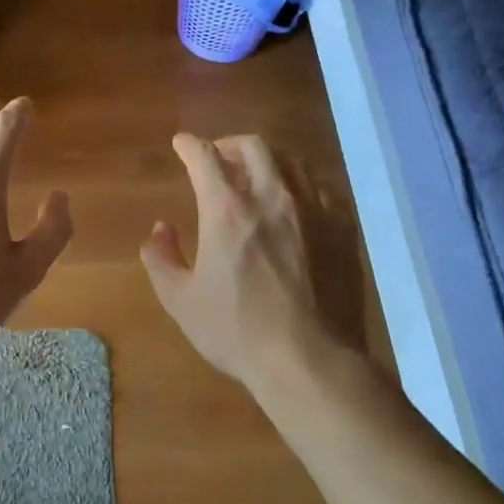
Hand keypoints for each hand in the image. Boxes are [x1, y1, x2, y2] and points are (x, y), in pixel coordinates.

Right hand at [140, 133, 362, 389]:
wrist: (310, 360)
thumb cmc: (236, 330)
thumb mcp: (180, 300)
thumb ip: (161, 258)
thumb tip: (161, 229)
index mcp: (227, 209)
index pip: (204, 157)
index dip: (189, 145)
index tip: (181, 143)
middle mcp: (273, 197)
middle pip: (253, 147)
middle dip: (230, 144)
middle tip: (219, 157)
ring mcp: (314, 209)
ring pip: (291, 162)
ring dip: (267, 160)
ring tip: (257, 175)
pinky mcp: (343, 228)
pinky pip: (321, 189)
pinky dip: (300, 186)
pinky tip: (296, 204)